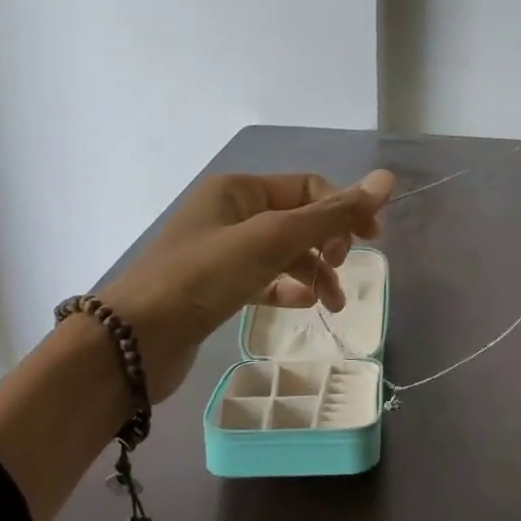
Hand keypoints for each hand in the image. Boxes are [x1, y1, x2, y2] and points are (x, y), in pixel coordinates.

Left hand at [101, 169, 394, 401]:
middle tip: (344, 270)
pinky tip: (302, 305)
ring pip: (283, 253)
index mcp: (239, 190)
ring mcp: (220, 252)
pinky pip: (263, 279)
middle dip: (328, 243)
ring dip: (313, 272)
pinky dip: (286, 289)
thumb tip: (387, 179)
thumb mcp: (273, 239)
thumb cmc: (204, 277)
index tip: (372, 241)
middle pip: (297, 219)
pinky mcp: (215, 288)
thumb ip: (332, 214)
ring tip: (331, 305)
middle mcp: (229, 213)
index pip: (307, 187)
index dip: (343, 208)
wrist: (133, 341)